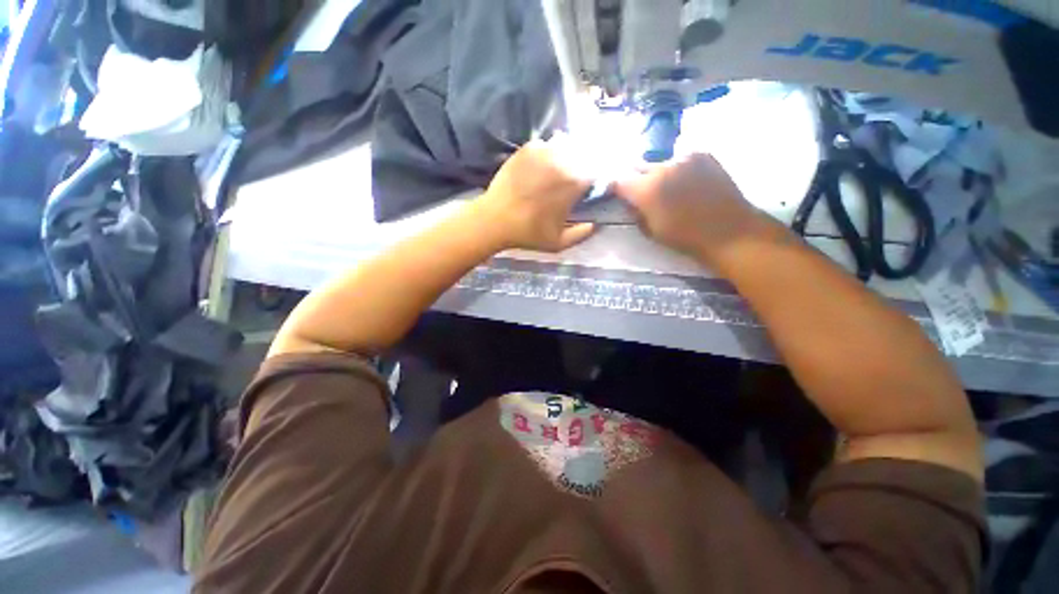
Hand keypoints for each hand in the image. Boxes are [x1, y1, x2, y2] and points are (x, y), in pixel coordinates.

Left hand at [474, 139, 595, 252]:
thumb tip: (596, 224)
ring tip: (558, 172)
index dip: (595, 179)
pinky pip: (546, 145)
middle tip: (573, 180)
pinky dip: (548, 153)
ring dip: (567, 156)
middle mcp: (563, 160)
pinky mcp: (527, 148)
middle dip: (583, 166)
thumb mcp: (559, 243)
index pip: (597, 171)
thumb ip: (582, 234)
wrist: (495, 220)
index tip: (588, 189)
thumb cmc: (529, 233)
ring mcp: (544, 151)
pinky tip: (541, 167)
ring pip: (566, 146)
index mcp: (574, 182)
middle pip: (584, 155)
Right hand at [614, 153, 773, 264]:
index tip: (617, 194)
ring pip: (660, 163)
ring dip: (658, 174)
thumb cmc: (685, 237)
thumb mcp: (651, 230)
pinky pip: (680, 159)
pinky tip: (687, 182)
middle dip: (636, 179)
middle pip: (638, 167)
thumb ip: (635, 212)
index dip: (615, 187)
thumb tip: (629, 201)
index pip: (619, 180)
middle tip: (642, 192)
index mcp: (646, 189)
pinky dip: (678, 169)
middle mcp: (662, 167)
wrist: (728, 230)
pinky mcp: (702, 154)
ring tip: (669, 188)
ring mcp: (684, 158)